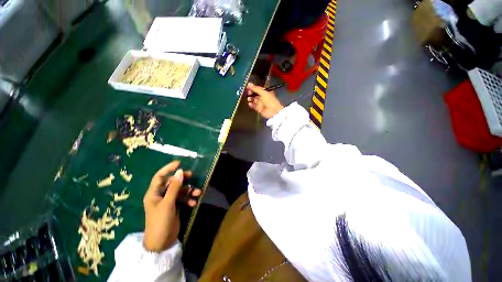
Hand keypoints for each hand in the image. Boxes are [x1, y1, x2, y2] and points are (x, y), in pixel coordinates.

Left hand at [143, 160, 200, 252]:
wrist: (161, 242)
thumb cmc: (160, 221)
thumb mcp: (168, 203)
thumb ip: (174, 187)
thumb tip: (180, 171)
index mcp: (154, 193)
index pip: (159, 176)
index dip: (168, 168)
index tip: (179, 163)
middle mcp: (160, 195)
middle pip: (172, 182)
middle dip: (182, 180)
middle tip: (192, 176)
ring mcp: (168, 201)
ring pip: (179, 191)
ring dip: (189, 191)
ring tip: (198, 193)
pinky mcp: (174, 207)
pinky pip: (183, 199)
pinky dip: (189, 199)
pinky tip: (193, 203)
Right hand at [246, 83, 283, 118]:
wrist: (273, 112)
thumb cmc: (270, 101)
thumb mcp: (263, 93)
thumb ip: (256, 89)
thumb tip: (249, 84)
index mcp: (265, 92)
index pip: (258, 88)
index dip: (253, 87)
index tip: (248, 87)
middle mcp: (263, 97)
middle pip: (255, 94)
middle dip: (251, 93)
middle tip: (248, 93)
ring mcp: (261, 103)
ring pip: (254, 100)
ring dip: (251, 99)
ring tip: (249, 99)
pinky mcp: (259, 109)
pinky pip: (254, 106)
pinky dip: (251, 105)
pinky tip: (249, 103)